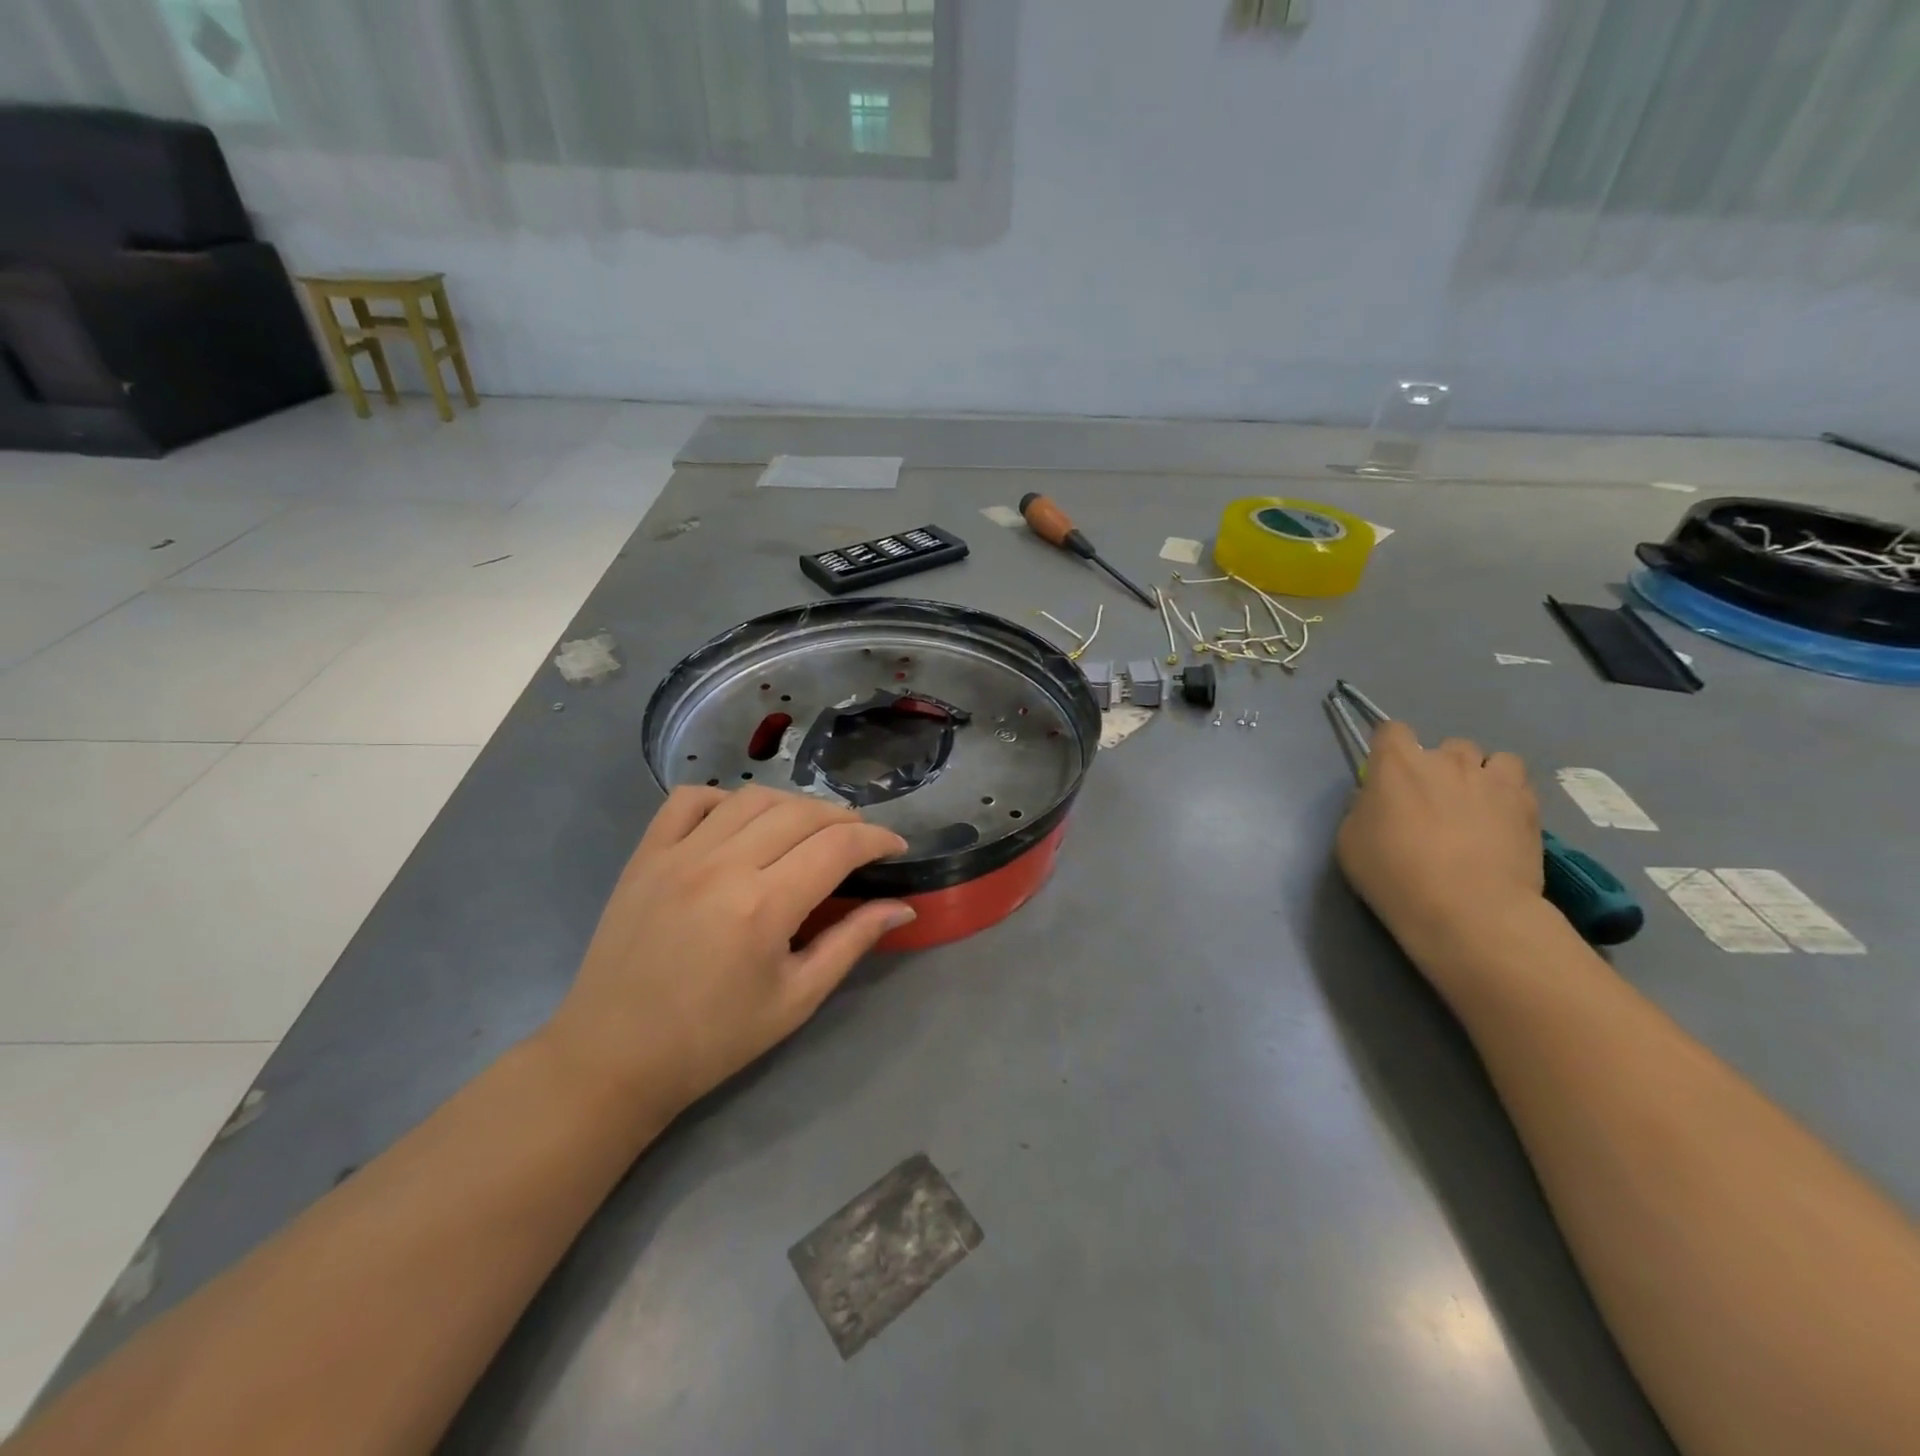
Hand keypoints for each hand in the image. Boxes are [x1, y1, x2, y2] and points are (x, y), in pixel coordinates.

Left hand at [541, 786, 912, 1122]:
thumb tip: (902, 907)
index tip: (896, 848)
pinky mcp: (645, 854)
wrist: (613, 1057)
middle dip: (844, 819)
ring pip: (752, 797)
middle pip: (801, 813)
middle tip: (859, 841)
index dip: (877, 839)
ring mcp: (678, 853)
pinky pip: (690, 800)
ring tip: (810, 828)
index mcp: (764, 906)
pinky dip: (726, 798)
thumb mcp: (796, 999)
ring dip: (794, 804)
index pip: (838, 846)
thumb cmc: (713, 1039)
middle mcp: (723, 865)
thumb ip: (851, 943)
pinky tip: (741, 820)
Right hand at [1335, 722, 1543, 957]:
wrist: (1467, 909)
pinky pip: (1518, 784)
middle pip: (1446, 745)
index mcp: (1397, 763)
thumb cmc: (1394, 873)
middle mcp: (1446, 760)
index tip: (1387, 775)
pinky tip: (1502, 824)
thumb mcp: (1350, 841)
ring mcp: (1492, 780)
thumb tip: (1378, 802)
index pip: (1391, 730)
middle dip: (1441, 767)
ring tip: (1477, 807)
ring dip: (1482, 776)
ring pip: (1491, 759)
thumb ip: (1363, 809)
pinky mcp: (1528, 805)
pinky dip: (1510, 796)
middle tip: (1435, 802)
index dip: (1389, 749)